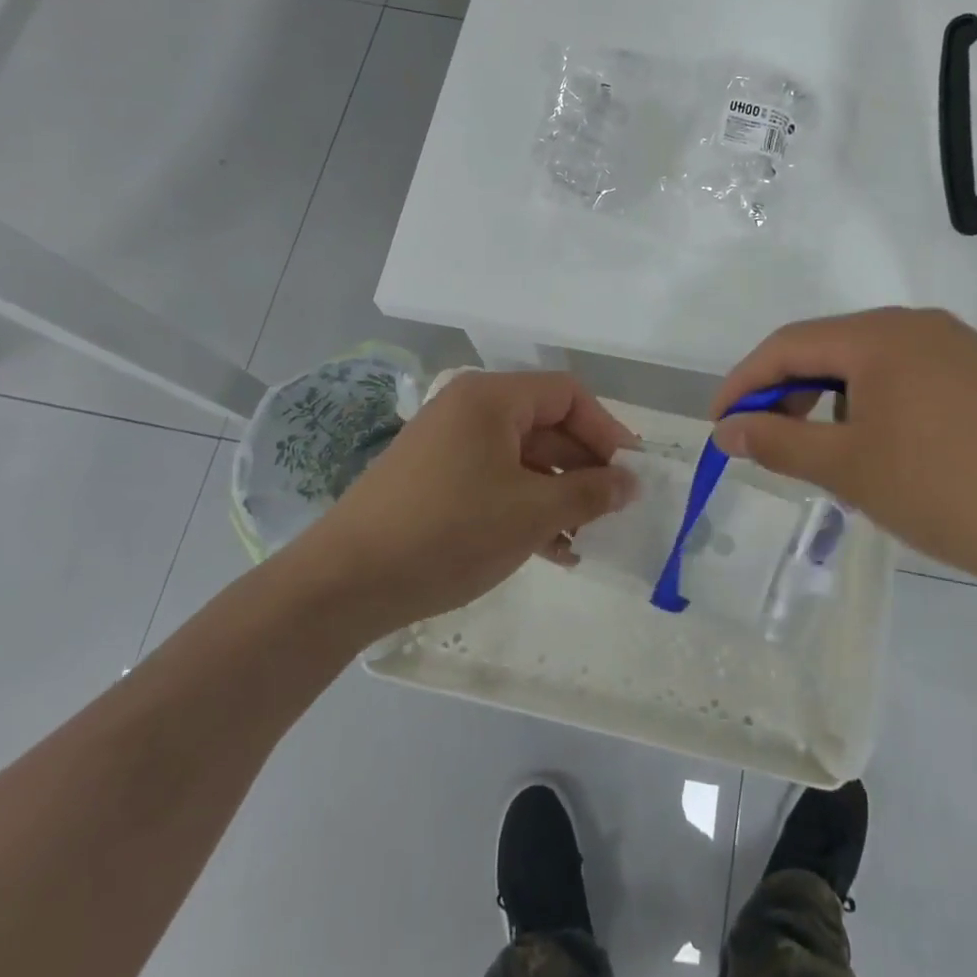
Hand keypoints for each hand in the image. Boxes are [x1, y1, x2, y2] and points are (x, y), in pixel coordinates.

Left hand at [284, 370, 639, 636]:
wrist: (346, 582)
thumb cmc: (449, 531)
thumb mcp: (531, 512)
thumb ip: (589, 492)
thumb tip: (631, 482)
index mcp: (492, 398)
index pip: (568, 395)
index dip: (606, 430)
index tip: (630, 473)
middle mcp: (470, 409)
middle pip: (546, 425)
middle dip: (583, 469)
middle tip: (610, 512)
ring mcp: (449, 445)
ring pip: (523, 459)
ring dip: (558, 495)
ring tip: (583, 541)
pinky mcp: (435, 479)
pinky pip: (495, 480)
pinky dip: (525, 506)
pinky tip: (549, 550)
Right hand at [709, 308, 976, 597]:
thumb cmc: (947, 491)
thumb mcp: (848, 468)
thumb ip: (778, 441)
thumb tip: (726, 430)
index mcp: (880, 334)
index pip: (788, 344)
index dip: (743, 381)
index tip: (720, 424)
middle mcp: (916, 324)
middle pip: (828, 348)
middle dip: (787, 392)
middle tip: (768, 442)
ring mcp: (956, 347)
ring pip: (866, 364)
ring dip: (830, 401)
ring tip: (826, 455)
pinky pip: (904, 377)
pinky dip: (872, 405)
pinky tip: (880, 449)